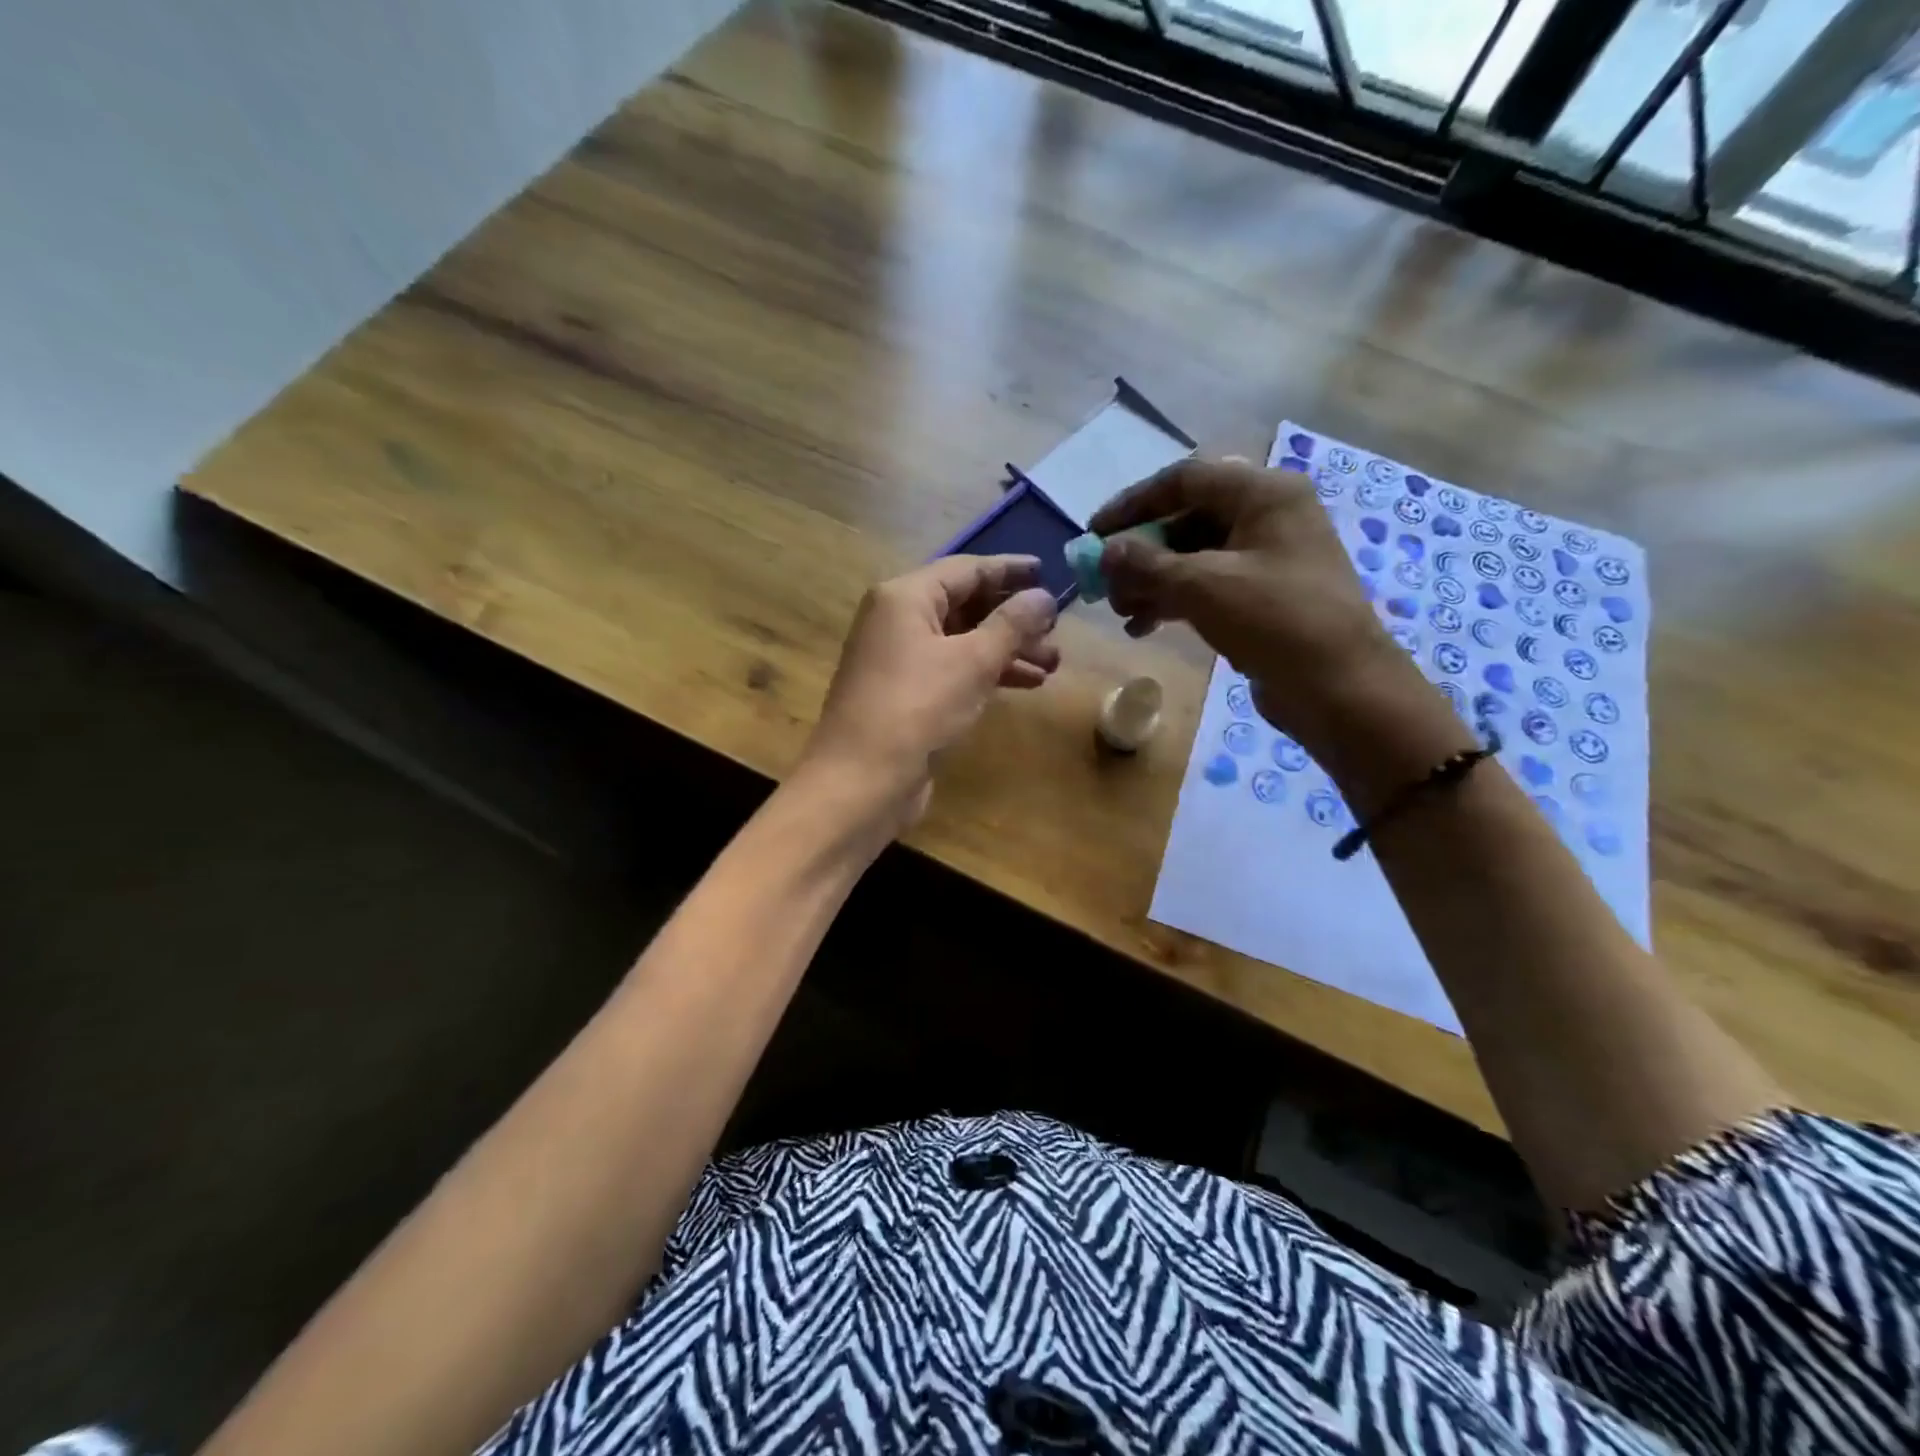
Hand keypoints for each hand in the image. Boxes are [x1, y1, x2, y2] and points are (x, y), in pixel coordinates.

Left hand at [798, 554, 1060, 830]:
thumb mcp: (973, 661)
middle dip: (1013, 618)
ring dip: (1007, 650)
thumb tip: (1044, 596)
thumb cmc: (917, 708)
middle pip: (964, 605)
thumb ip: (1012, 624)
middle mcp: (897, 621)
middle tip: (1056, 630)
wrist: (862, 780)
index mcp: (905, 598)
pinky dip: (987, 673)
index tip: (1048, 572)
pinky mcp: (906, 695)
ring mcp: (899, 660)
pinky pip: (953, 670)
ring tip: (1052, 664)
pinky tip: (1025, 684)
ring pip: (962, 642)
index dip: (1009, 569)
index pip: (966, 569)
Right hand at [1091, 458, 1471, 802]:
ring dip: (1151, 581)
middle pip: (1186, 520)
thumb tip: (1106, 551)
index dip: (1133, 504)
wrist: (1341, 688)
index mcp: (1263, 494)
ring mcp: (1267, 558)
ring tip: (1121, 612)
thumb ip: (1147, 564)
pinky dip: (1172, 601)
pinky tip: (1143, 626)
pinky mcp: (1262, 596)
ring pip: (1193, 557)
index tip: (1094, 533)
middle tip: (1105, 582)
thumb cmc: (1276, 620)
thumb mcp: (1203, 586)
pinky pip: (1206, 586)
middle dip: (1140, 553)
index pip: (1184, 480)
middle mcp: (1267, 516)